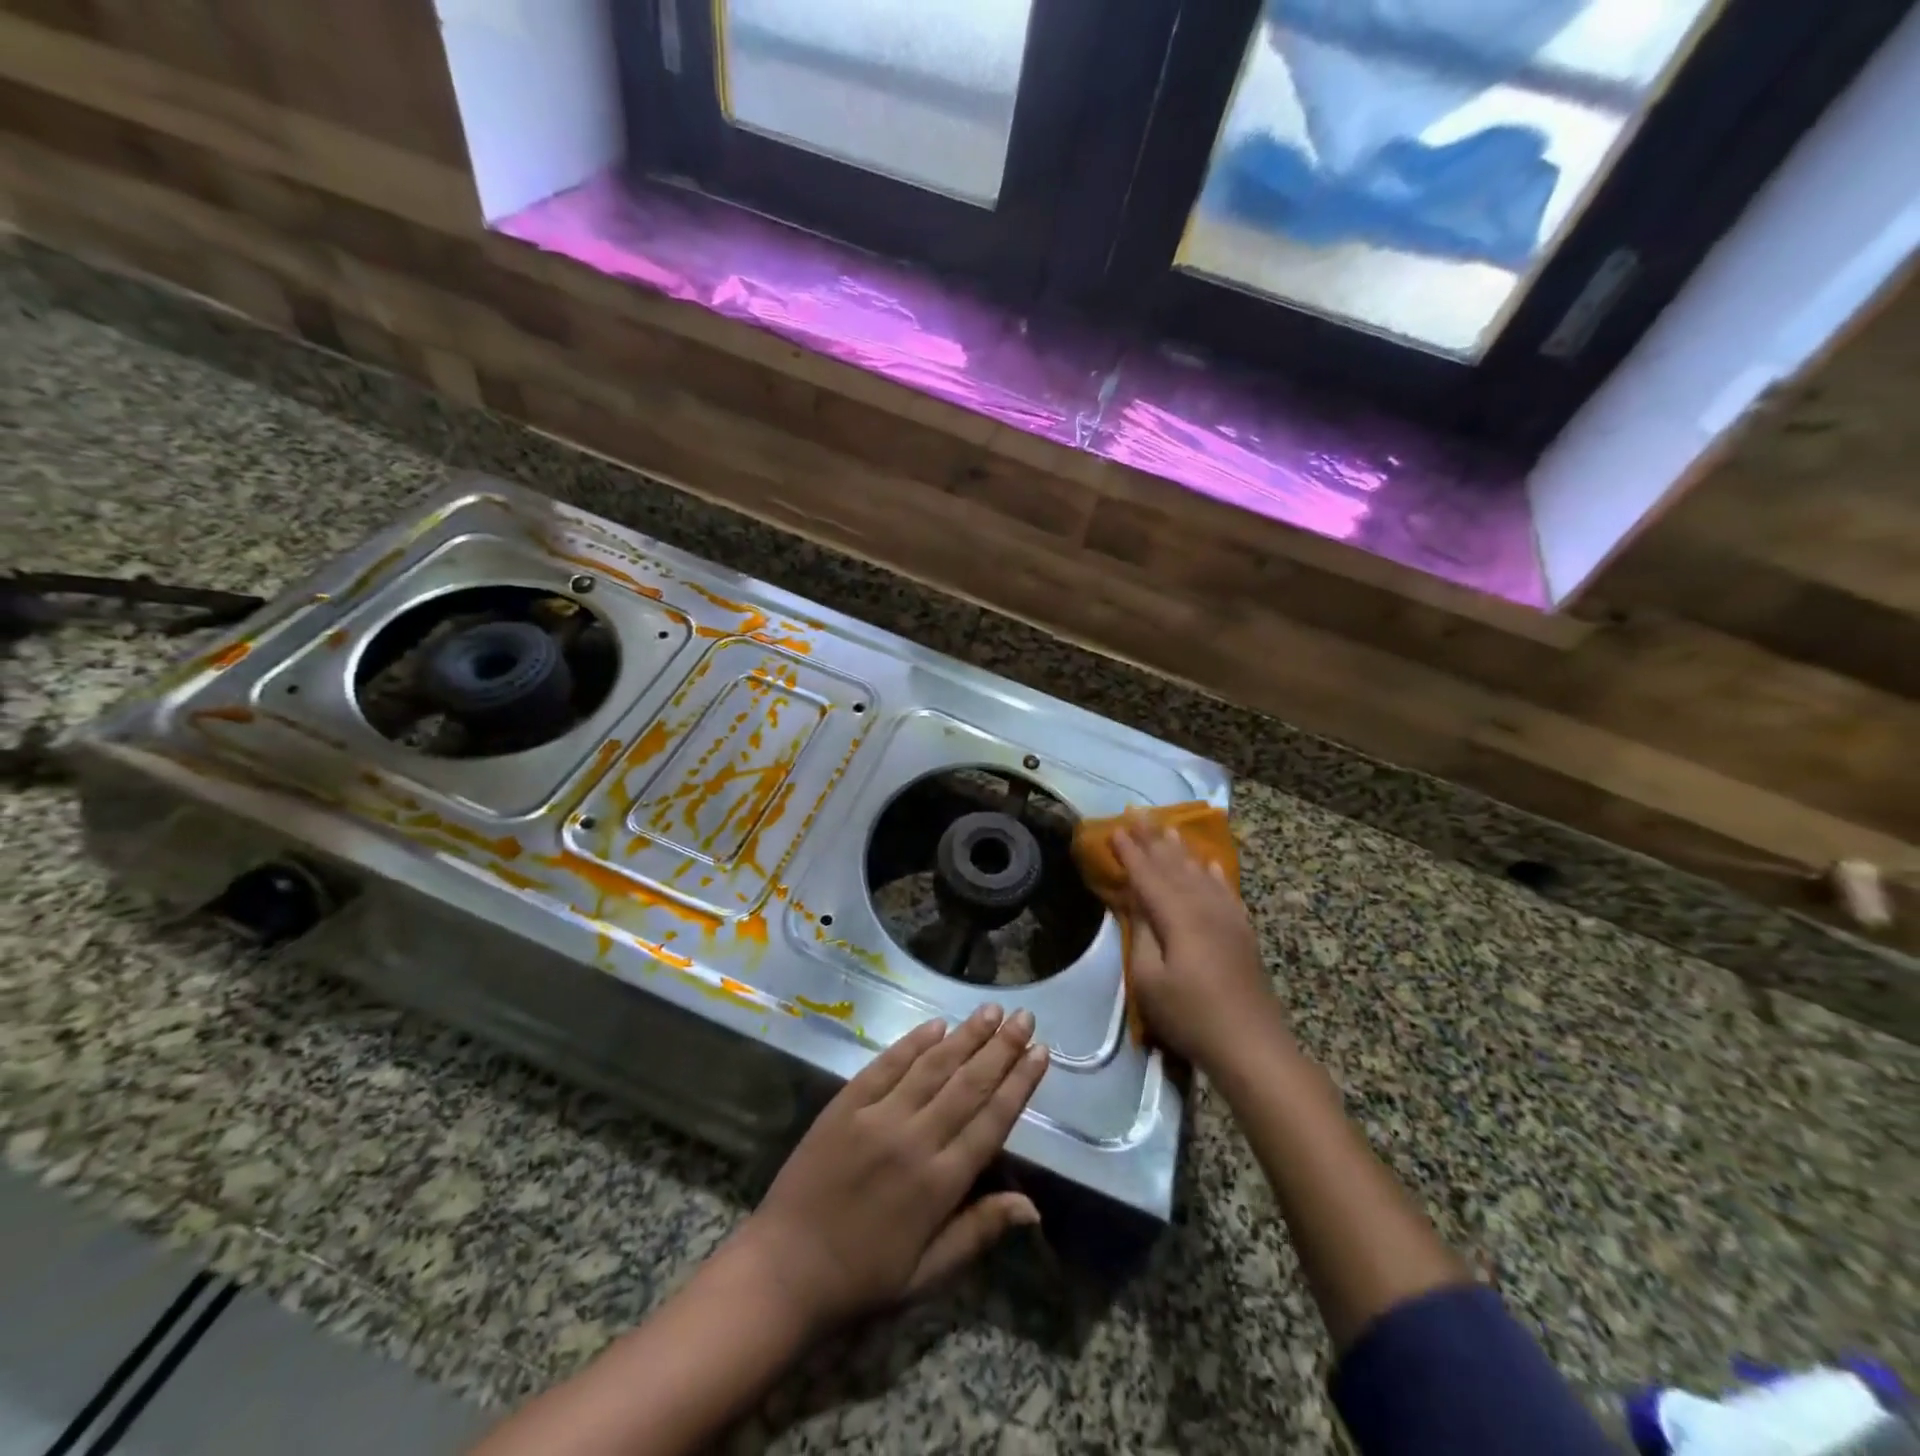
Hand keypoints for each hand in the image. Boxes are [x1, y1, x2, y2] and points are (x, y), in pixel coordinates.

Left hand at [730, 1006, 1048, 1332]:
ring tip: (991, 1011)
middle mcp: (914, 1140)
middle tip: (1025, 1016)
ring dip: (965, 1036)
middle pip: (968, 1084)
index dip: (1019, 1083)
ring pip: (932, 1066)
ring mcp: (877, 1117)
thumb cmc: (863, 1279)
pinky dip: (913, 1042)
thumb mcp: (928, 1274)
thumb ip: (979, 1231)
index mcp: (940, 1184)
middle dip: (1001, 1048)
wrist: (784, 1270)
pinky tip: (936, 1024)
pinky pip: (886, 1064)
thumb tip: (1033, 1207)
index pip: (992, 1120)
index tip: (1041, 1052)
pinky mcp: (846, 1104)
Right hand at [1114, 824, 1284, 1071]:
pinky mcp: (1242, 932)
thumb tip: (1137, 901)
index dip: (1130, 852)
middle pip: (1174, 866)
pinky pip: (1225, 890)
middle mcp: (1204, 907)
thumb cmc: (1191, 1016)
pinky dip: (1214, 873)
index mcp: (1178, 917)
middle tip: (1137, 813)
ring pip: (1199, 872)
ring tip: (1167, 827)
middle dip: (1153, 839)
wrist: (1252, 1046)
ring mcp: (1228, 918)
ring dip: (1181, 849)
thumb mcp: (1150, 980)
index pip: (1148, 875)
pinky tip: (1209, 864)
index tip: (1114, 828)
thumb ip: (1143, 934)